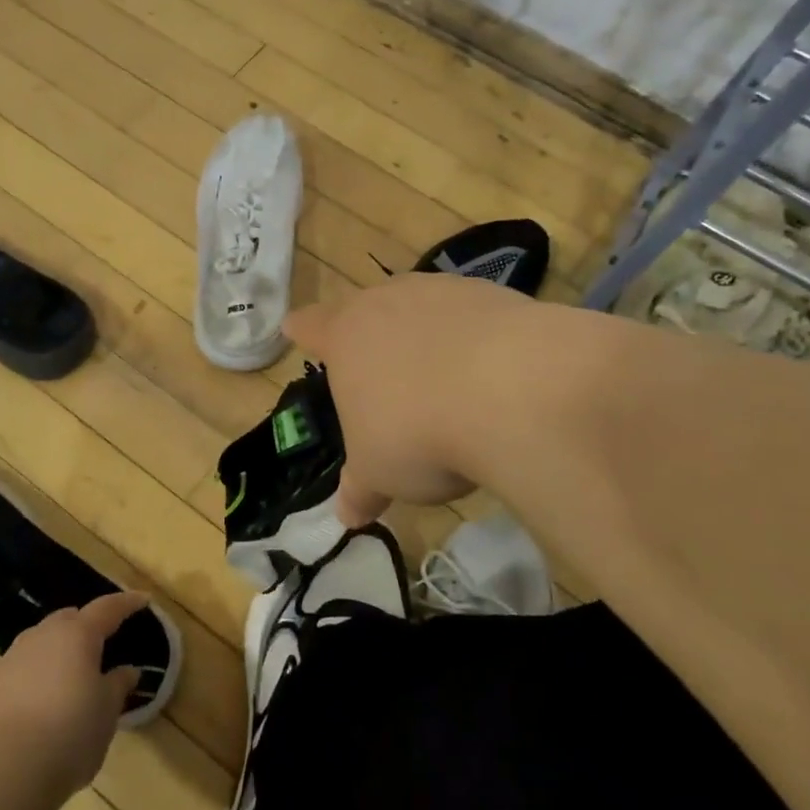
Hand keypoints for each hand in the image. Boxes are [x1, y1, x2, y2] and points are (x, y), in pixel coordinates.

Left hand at [0, 591, 147, 798]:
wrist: (6, 771)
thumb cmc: (70, 734)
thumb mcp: (107, 712)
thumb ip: (118, 685)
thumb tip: (128, 671)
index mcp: (78, 634)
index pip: (108, 608)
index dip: (127, 603)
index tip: (142, 600)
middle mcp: (44, 634)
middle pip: (70, 618)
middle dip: (87, 625)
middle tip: (102, 643)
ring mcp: (14, 656)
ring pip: (42, 639)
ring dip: (59, 648)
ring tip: (70, 673)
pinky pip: (22, 665)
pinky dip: (36, 671)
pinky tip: (40, 698)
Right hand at [285, 273, 534, 525]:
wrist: (512, 390)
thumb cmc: (418, 432)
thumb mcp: (380, 472)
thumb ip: (361, 489)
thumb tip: (347, 517)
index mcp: (345, 336)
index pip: (311, 326)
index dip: (304, 331)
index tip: (296, 328)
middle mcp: (387, 302)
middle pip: (367, 309)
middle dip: (370, 335)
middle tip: (380, 369)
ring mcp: (442, 292)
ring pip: (421, 307)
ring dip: (425, 334)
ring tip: (442, 378)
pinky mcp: (493, 294)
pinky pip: (472, 315)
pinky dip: (474, 339)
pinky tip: (492, 373)